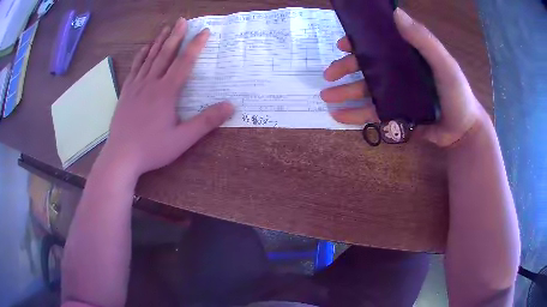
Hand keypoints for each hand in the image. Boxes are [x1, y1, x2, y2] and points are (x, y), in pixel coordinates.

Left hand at [102, 18, 233, 176]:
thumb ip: (206, 122)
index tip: (204, 31)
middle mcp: (151, 83)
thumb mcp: (182, 139)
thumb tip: (230, 106)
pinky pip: (135, 68)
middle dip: (176, 36)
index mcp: (166, 92)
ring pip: (149, 58)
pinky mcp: (126, 92)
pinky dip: (141, 56)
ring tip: (166, 28)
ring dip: (159, 41)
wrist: (121, 156)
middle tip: (183, 20)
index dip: (196, 45)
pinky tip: (145, 48)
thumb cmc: (152, 148)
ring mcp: (136, 86)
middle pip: (165, 54)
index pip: (185, 62)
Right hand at [320, 8, 483, 146]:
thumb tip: (395, 13)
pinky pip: (372, 114)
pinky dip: (355, 116)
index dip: (359, 43)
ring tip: (326, 97)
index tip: (342, 45)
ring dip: (344, 93)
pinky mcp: (395, 116)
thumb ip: (423, 40)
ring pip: (365, 91)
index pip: (378, 44)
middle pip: (366, 68)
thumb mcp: (444, 64)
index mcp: (406, 56)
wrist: (462, 131)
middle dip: (344, 70)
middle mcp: (398, 72)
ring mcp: (395, 95)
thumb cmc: (457, 94)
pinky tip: (338, 116)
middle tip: (328, 77)